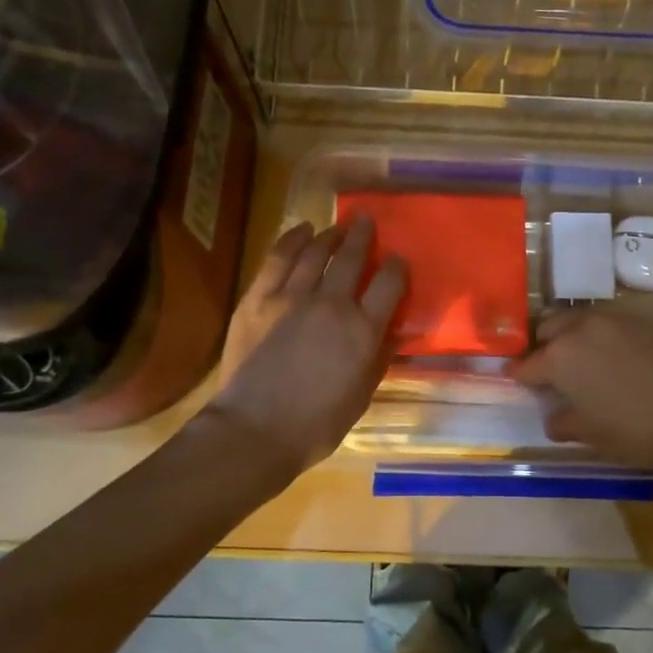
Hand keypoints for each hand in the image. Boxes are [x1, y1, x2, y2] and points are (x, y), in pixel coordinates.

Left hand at [204, 216, 406, 478]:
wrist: (255, 430)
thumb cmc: (316, 425)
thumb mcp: (361, 397)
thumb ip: (377, 360)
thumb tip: (388, 335)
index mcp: (363, 330)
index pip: (389, 284)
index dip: (396, 267)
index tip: (397, 259)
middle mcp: (332, 304)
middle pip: (352, 257)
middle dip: (363, 236)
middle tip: (367, 222)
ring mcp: (292, 297)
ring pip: (316, 252)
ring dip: (329, 236)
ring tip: (337, 228)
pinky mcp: (259, 298)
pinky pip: (278, 258)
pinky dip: (291, 240)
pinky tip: (301, 231)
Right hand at [513, 308, 652, 467]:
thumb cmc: (629, 430)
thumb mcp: (587, 433)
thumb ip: (561, 421)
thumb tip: (554, 418)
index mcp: (559, 357)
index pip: (527, 365)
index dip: (519, 376)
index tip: (517, 380)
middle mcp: (580, 329)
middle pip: (548, 329)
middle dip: (543, 346)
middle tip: (549, 368)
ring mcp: (612, 321)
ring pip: (578, 320)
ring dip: (571, 336)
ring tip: (579, 358)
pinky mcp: (640, 322)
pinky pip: (608, 324)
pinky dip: (600, 336)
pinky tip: (611, 357)